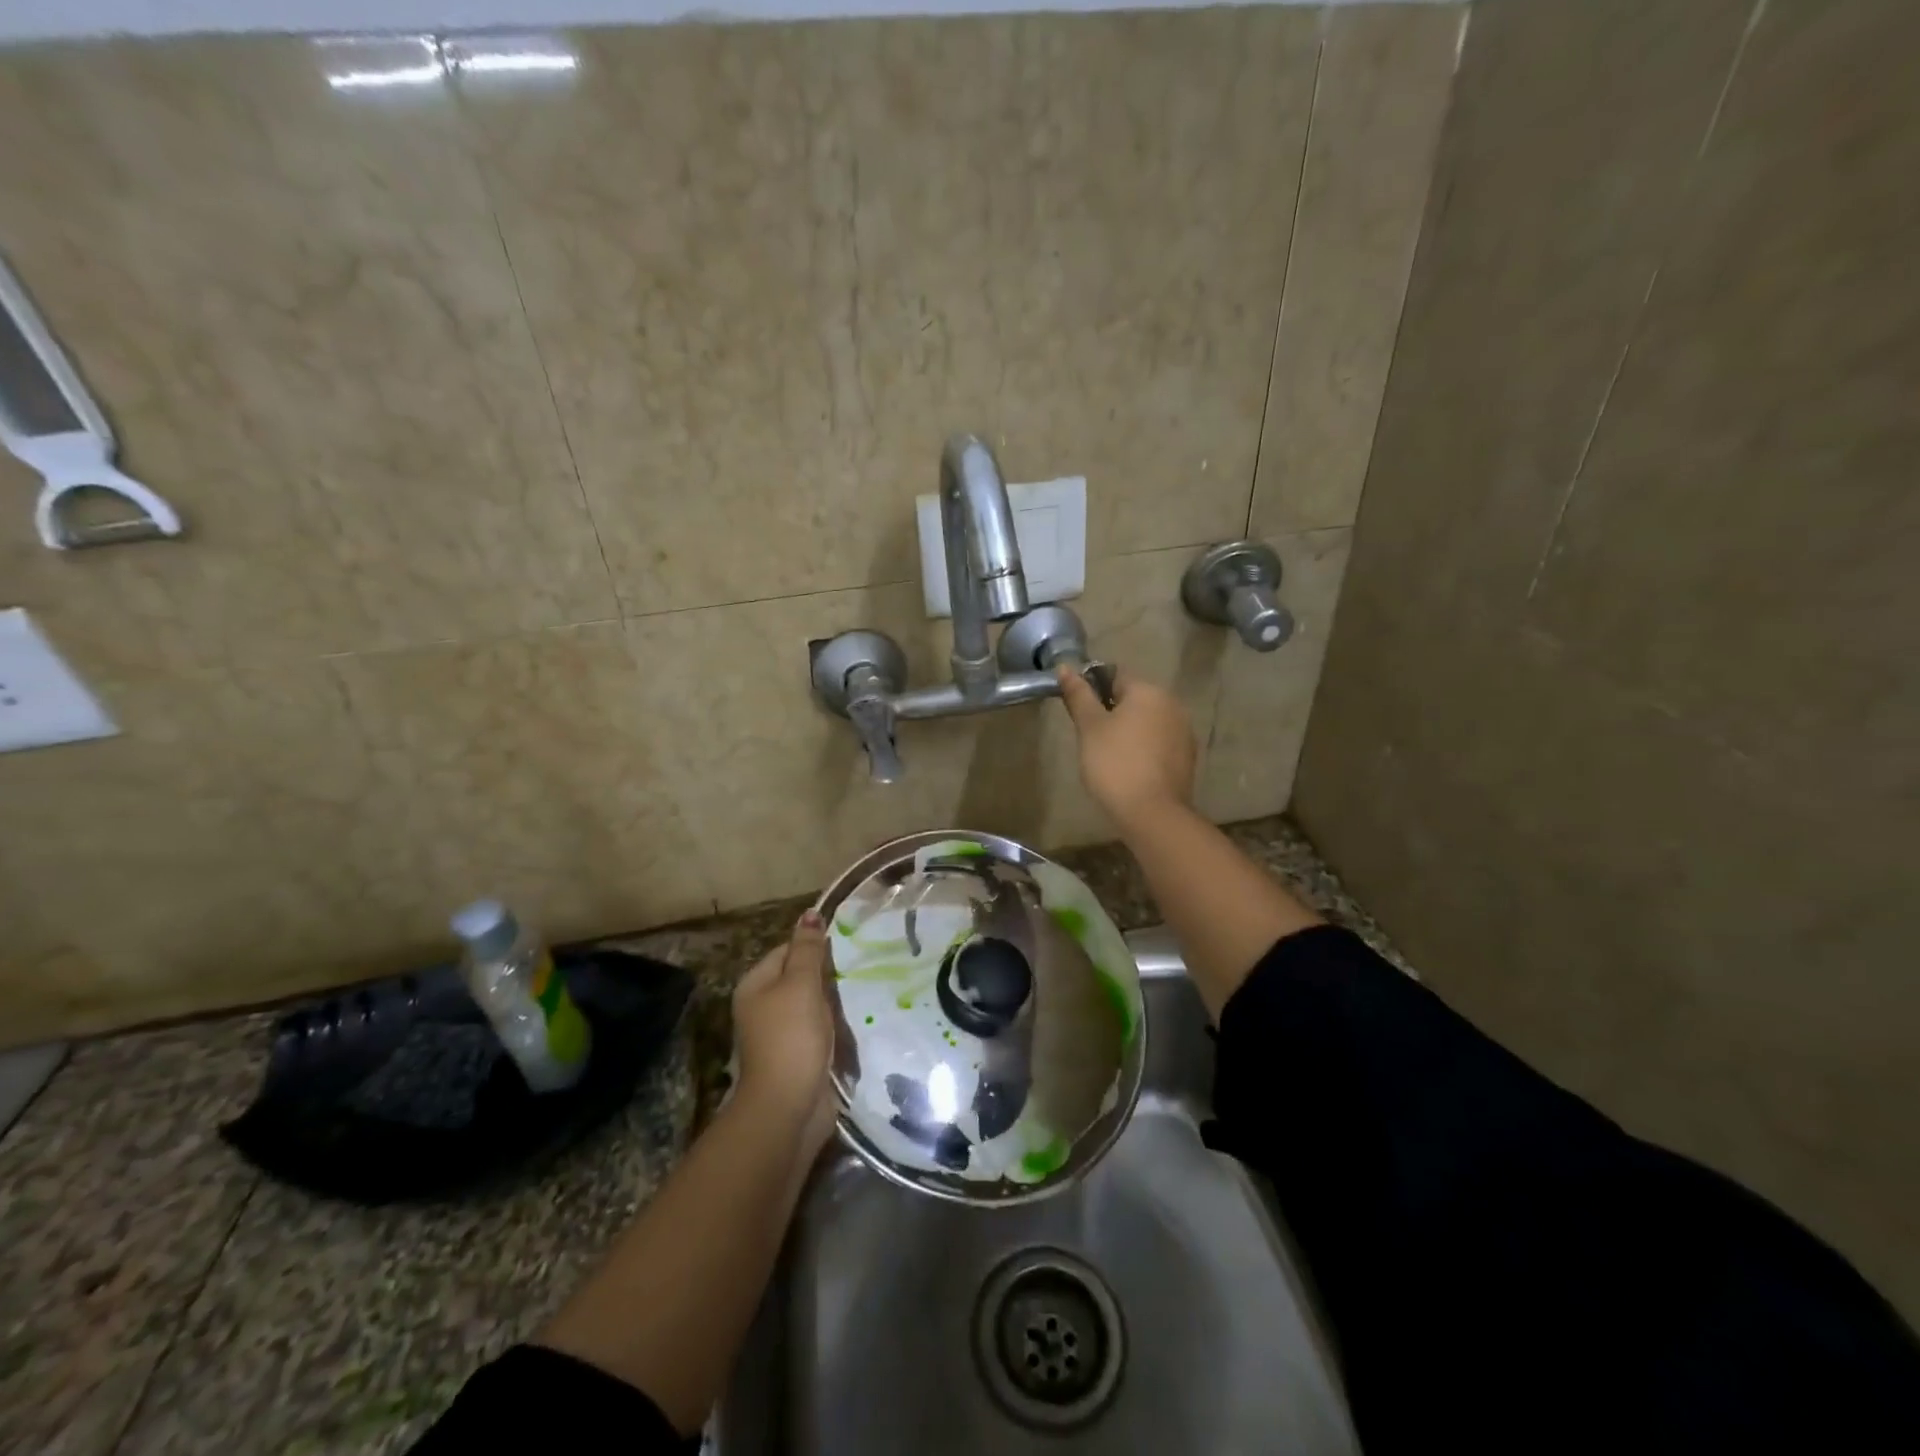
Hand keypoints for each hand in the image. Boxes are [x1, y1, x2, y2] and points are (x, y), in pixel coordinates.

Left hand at [732, 912, 835, 1155]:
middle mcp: (761, 1007)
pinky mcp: (795, 1057)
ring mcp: (777, 1034)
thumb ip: (809, 949)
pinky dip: (832, 1029)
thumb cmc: (792, 1037)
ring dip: (832, 1005)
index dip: (814, 948)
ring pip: (810, 1006)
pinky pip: (816, 1031)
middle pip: (798, 978)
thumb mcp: (802, 984)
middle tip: (854, 974)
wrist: (788, 1106)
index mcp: (755, 985)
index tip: (844, 951)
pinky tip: (850, 1028)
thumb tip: (810, 912)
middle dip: (826, 978)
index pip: (786, 950)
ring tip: (856, 999)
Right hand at [1055, 665, 1196, 829]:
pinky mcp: (1187, 758)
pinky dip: (1144, 750)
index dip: (1093, 689)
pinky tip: (1130, 770)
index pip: (1115, 675)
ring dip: (1129, 732)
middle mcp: (1172, 704)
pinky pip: (1159, 744)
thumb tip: (1065, 667)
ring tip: (1108, 758)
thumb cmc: (1115, 764)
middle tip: (1090, 739)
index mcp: (1148, 691)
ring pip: (1147, 722)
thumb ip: (1078, 695)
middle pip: (1134, 699)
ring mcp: (1183, 732)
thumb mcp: (1089, 728)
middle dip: (1112, 712)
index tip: (1080, 713)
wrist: (1152, 813)